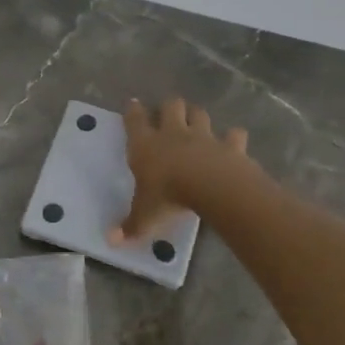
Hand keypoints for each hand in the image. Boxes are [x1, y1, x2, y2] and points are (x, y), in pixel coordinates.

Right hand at [110, 97, 248, 244]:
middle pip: (171, 107)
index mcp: (146, 146)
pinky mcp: (230, 146)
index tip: (132, 104)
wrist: (211, 187)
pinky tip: (233, 140)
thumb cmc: (168, 196)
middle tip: (168, 113)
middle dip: (169, 107)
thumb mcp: (145, 215)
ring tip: (196, 121)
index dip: (133, 111)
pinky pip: (233, 135)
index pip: (135, 121)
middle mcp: (173, 134)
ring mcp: (204, 137)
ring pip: (199, 115)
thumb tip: (111, 241)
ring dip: (197, 116)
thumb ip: (130, 226)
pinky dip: (233, 137)